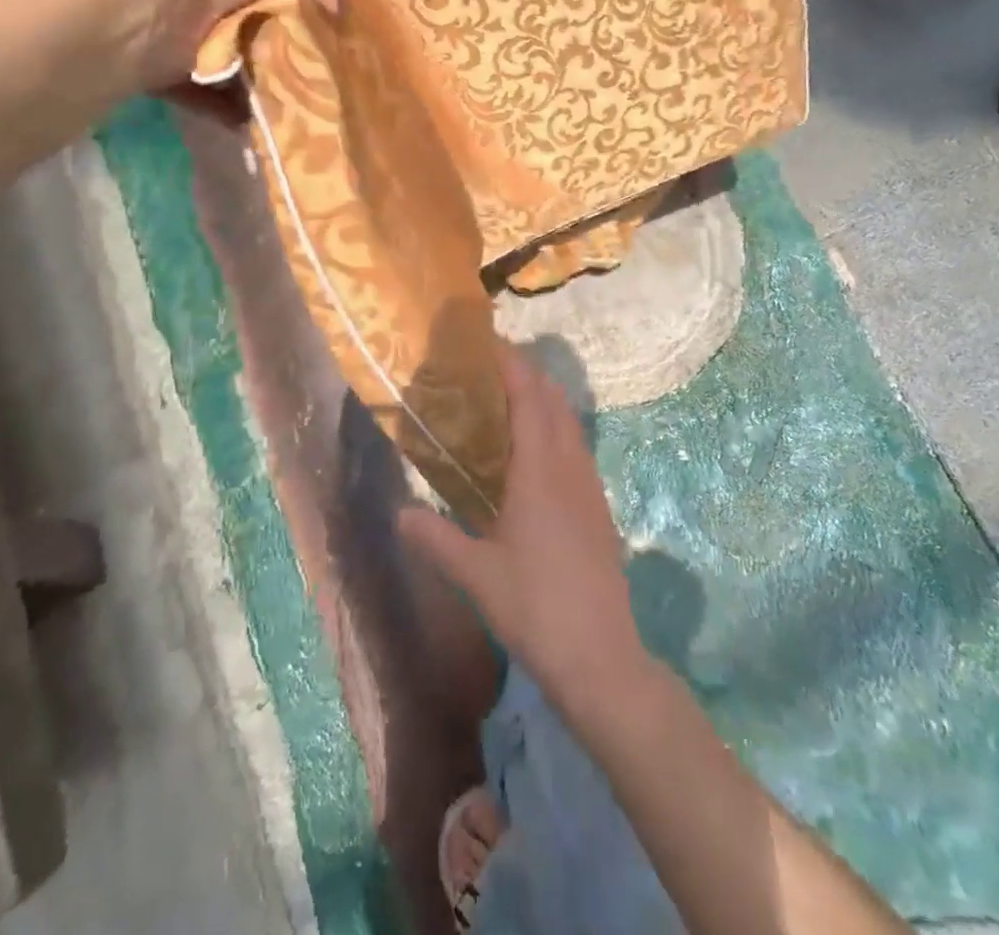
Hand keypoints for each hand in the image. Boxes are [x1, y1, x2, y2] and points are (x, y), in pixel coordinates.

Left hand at [64, 0, 337, 90]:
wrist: (164, 2)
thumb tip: (333, 8)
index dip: (315, 16)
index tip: (343, 44)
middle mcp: (223, 8)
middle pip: (271, 40)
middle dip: (298, 60)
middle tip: (329, 83)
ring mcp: (202, 46)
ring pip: (248, 74)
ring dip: (272, 92)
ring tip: (305, 109)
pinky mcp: (184, 80)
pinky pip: (219, 104)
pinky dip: (240, 115)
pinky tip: (268, 121)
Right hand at [400, 344, 648, 716]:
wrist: (600, 655)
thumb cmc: (534, 607)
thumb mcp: (475, 574)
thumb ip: (434, 539)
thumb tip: (398, 513)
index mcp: (539, 471)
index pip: (528, 398)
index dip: (512, 366)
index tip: (490, 344)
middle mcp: (569, 467)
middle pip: (554, 402)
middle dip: (529, 375)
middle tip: (493, 368)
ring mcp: (590, 487)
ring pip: (570, 425)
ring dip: (546, 401)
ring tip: (514, 399)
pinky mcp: (599, 508)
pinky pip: (578, 449)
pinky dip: (558, 430)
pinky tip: (539, 454)